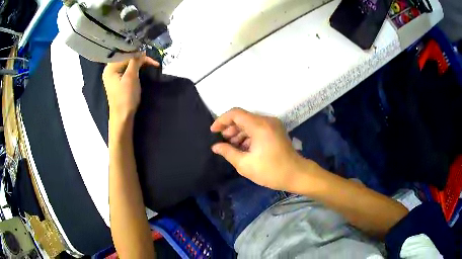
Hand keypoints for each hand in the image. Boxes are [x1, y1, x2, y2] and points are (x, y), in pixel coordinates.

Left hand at [102, 54, 158, 118]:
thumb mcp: (131, 77)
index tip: (148, 54)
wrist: (123, 117)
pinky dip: (134, 68)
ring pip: (127, 63)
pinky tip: (141, 67)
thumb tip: (141, 51)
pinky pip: (126, 70)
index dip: (137, 53)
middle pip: (125, 58)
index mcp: (110, 68)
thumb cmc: (126, 97)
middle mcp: (109, 70)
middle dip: (138, 57)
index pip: (124, 54)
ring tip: (149, 63)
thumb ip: (135, 62)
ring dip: (138, 62)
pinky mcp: (118, 81)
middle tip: (151, 59)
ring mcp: (113, 76)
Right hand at [211, 108, 307, 190]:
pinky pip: (258, 128)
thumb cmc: (271, 171)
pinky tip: (243, 147)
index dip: (222, 120)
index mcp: (259, 126)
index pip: (235, 113)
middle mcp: (267, 120)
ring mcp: (273, 125)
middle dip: (230, 128)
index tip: (213, 131)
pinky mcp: (276, 130)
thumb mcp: (245, 164)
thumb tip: (216, 146)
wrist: (296, 174)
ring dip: (239, 132)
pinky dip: (248, 135)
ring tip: (231, 146)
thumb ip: (228, 152)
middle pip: (243, 117)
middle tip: (223, 141)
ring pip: (250, 123)